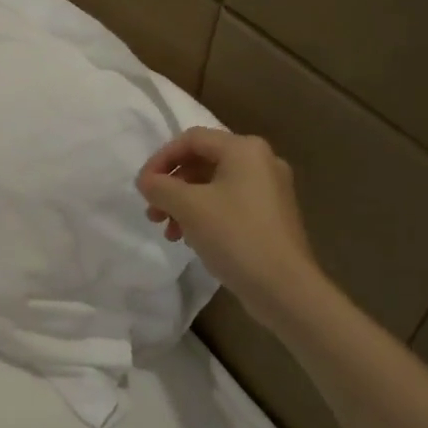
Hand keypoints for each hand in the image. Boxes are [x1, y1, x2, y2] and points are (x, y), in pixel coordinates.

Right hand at [136, 127, 320, 315]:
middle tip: (152, 212)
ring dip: (184, 203)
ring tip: (168, 231)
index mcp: (244, 149)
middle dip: (171, 186)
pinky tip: (191, 238)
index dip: (161, 159)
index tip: (143, 186)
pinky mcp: (271, 216)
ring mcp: (269, 190)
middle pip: (202, 161)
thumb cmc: (235, 236)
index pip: (191, 139)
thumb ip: (160, 187)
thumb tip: (146, 181)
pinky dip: (204, 215)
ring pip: (213, 185)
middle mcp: (261, 162)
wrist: (284, 287)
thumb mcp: (188, 206)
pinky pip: (229, 204)